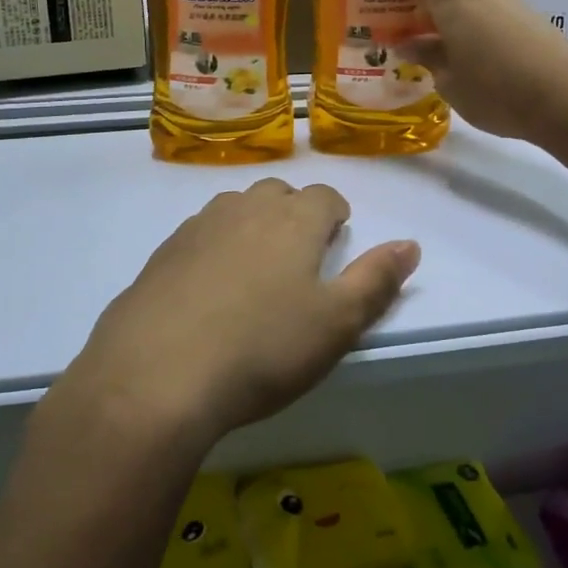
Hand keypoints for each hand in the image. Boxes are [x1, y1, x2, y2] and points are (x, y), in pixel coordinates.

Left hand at [62, 179, 419, 450]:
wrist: (157, 374)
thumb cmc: (262, 349)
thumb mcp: (336, 324)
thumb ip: (377, 280)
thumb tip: (410, 244)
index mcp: (293, 222)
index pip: (324, 196)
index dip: (335, 212)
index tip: (337, 234)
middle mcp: (245, 210)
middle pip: (277, 193)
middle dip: (294, 212)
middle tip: (299, 252)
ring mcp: (198, 228)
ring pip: (235, 207)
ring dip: (252, 223)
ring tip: (256, 265)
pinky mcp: (162, 254)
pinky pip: (199, 233)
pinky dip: (213, 246)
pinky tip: (209, 287)